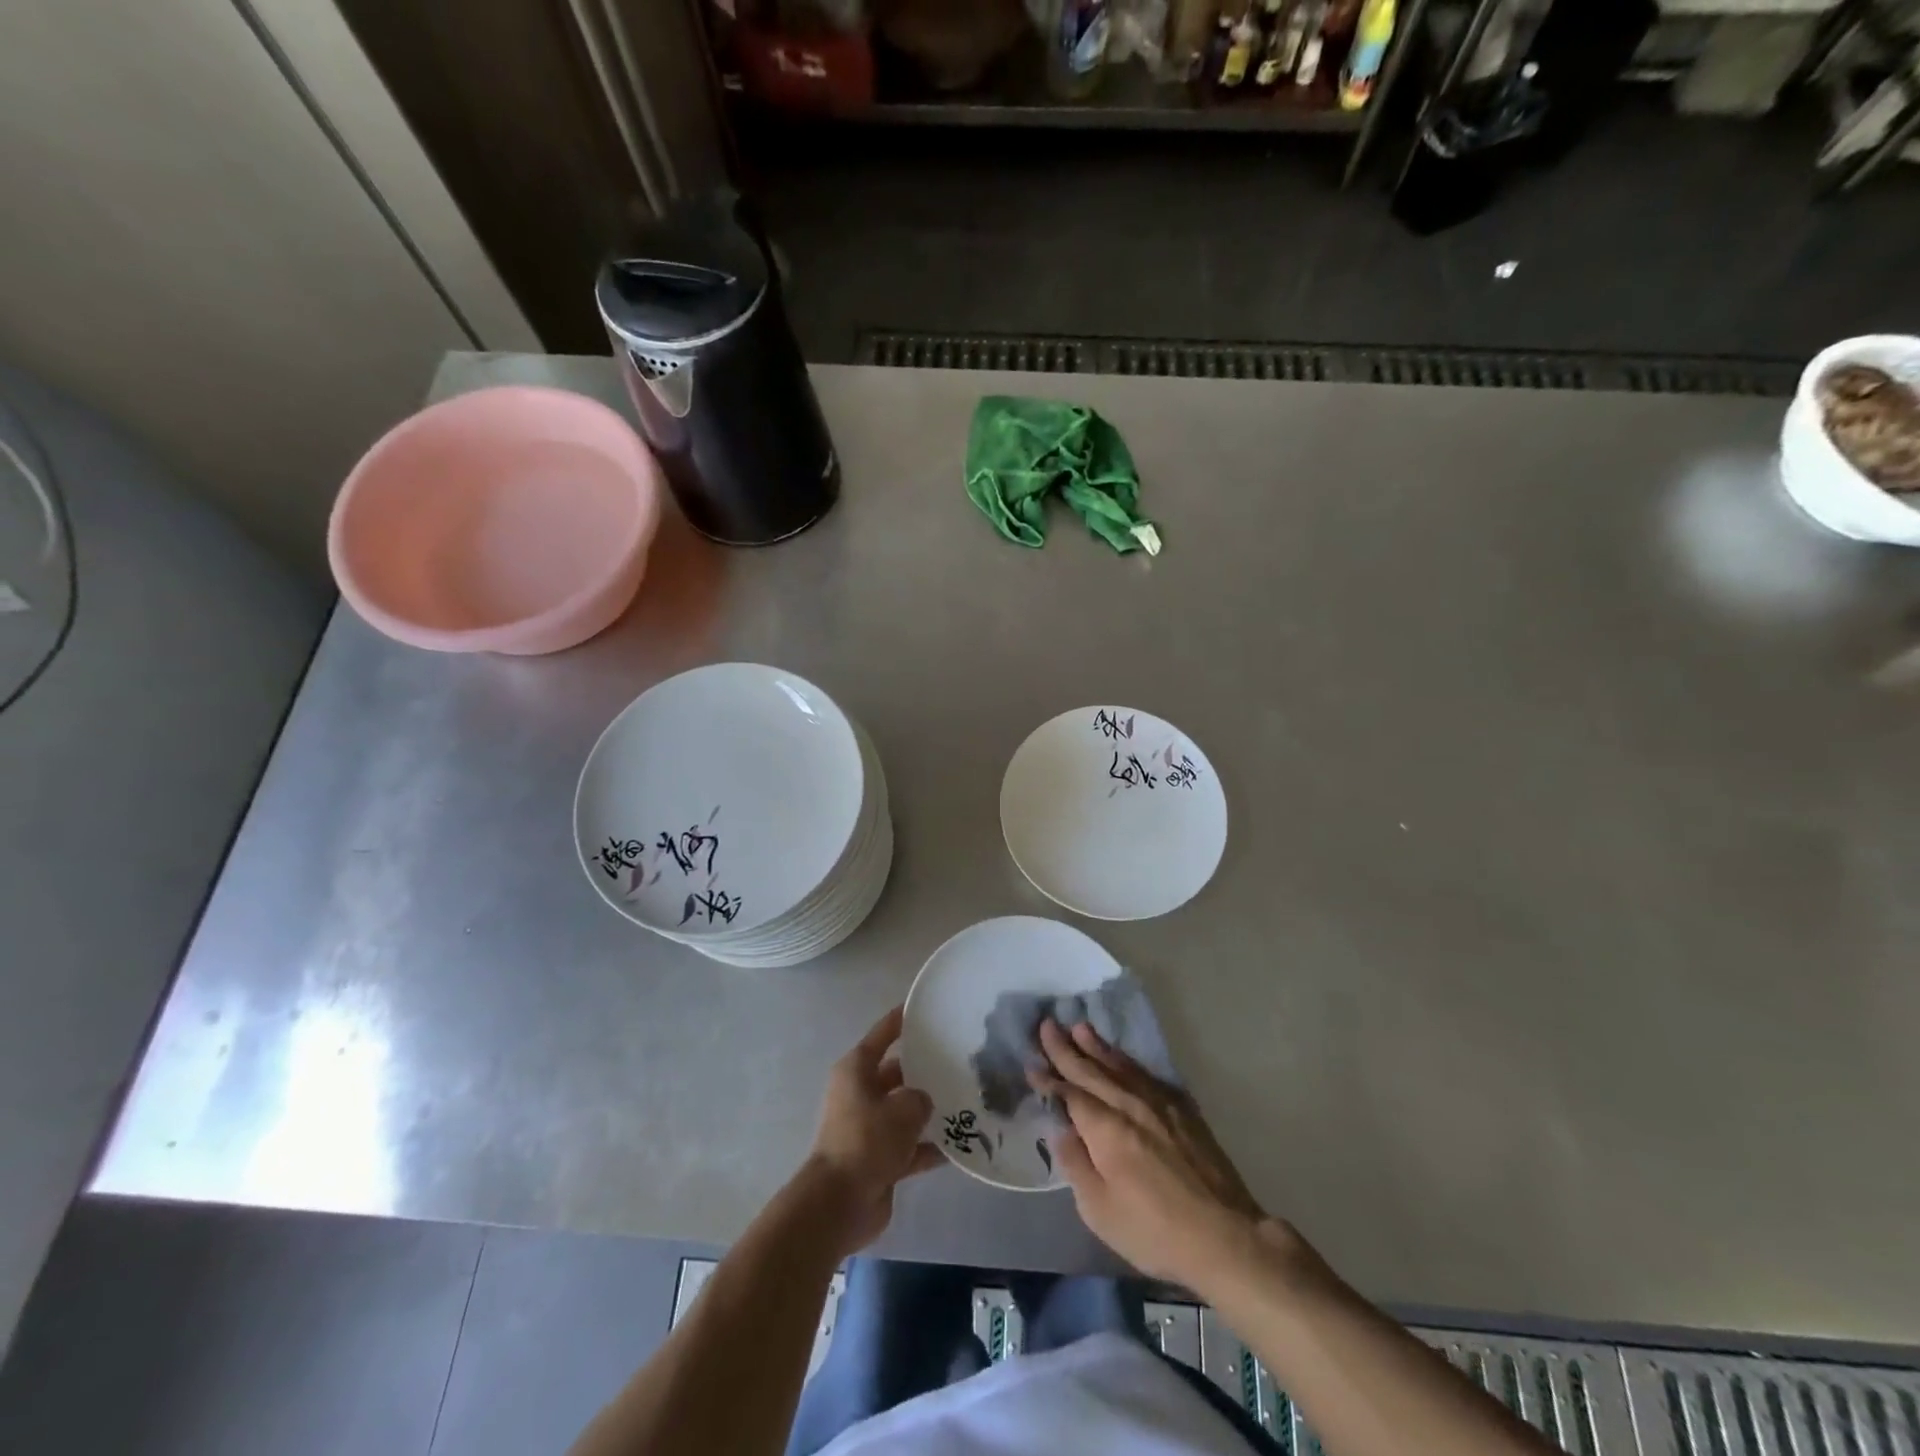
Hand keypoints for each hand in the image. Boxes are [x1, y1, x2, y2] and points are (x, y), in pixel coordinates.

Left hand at [803, 1005, 941, 1255]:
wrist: (839, 1203)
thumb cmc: (867, 1140)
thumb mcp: (903, 1109)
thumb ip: (920, 1098)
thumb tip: (923, 1103)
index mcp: (856, 1070)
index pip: (882, 1035)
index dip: (901, 1020)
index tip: (923, 1008)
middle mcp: (860, 1093)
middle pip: (896, 1073)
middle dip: (922, 1070)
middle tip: (957, 1061)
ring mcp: (868, 1128)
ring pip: (904, 1110)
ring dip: (928, 1111)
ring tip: (964, 1101)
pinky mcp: (877, 1159)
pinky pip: (909, 1146)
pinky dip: (928, 1147)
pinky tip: (958, 1147)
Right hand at [1032, 1019, 1264, 1285]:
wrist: (1225, 1236)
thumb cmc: (1154, 1231)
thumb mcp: (1100, 1211)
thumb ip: (1076, 1165)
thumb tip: (1061, 1130)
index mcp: (1106, 1128)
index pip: (1070, 1094)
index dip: (1049, 1078)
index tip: (1031, 1062)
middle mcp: (1129, 1104)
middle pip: (1092, 1070)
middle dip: (1066, 1048)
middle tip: (1048, 1025)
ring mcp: (1159, 1103)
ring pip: (1120, 1066)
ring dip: (1097, 1046)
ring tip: (1080, 1028)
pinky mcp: (1183, 1109)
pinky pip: (1146, 1074)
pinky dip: (1128, 1061)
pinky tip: (1122, 1057)